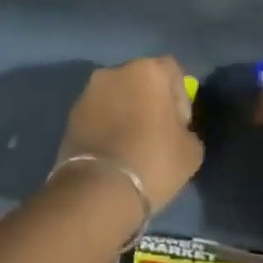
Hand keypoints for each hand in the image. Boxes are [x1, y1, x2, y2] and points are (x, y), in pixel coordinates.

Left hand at [57, 55, 202, 214]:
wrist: (97, 191)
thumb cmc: (153, 161)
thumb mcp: (191, 151)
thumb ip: (188, 131)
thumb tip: (178, 133)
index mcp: (148, 70)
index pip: (172, 72)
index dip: (180, 98)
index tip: (180, 127)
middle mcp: (116, 71)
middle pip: (142, 80)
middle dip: (151, 102)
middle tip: (158, 134)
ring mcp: (89, 92)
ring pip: (118, 96)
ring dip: (127, 113)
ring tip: (133, 146)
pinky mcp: (71, 115)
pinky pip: (98, 114)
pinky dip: (108, 126)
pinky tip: (114, 153)